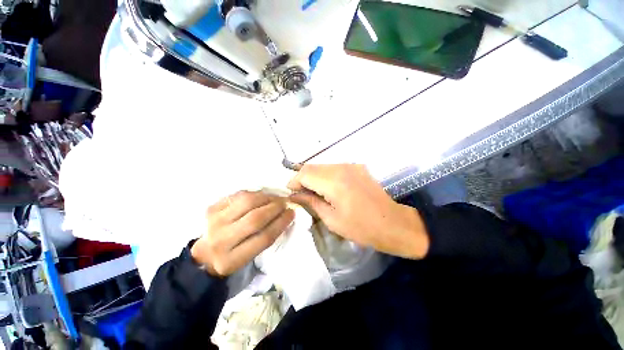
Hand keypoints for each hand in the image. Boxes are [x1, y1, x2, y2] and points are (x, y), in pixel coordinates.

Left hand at [191, 191, 294, 275]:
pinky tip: (262, 196)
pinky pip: (238, 195)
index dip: (281, 223)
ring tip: (275, 198)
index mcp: (232, 260)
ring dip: (266, 197)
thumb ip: (266, 238)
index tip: (292, 213)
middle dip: (275, 208)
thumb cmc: (233, 255)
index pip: (264, 238)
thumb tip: (285, 215)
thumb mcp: (249, 256)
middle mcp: (221, 240)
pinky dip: (254, 194)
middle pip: (255, 219)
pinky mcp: (212, 208)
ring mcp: (214, 221)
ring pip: (247, 202)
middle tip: (285, 203)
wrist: (204, 253)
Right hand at [288, 164, 428, 258]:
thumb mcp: (331, 219)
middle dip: (302, 178)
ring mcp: (351, 165)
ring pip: (322, 166)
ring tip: (312, 192)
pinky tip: (327, 188)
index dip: (294, 182)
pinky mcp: (357, 167)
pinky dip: (325, 175)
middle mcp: (341, 168)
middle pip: (312, 166)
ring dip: (313, 176)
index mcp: (334, 182)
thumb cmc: (361, 227)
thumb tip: (294, 195)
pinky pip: (334, 167)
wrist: (392, 223)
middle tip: (300, 193)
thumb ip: (311, 202)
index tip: (291, 193)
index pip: (304, 173)